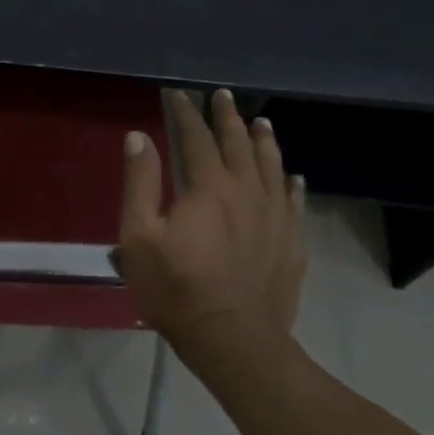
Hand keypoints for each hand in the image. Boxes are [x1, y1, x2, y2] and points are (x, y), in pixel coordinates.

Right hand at [116, 89, 305, 358]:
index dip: (186, 113)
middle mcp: (247, 191)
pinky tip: (293, 178)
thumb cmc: (176, 288)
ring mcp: (275, 217)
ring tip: (261, 122)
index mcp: (208, 187)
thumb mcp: (139, 237)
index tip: (178, 94)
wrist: (233, 339)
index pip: (196, 138)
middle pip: (238, 144)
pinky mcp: (291, 243)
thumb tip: (139, 137)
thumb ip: (140, 183)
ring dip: (264, 141)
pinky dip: (291, 184)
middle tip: (223, 96)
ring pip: (272, 167)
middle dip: (228, 117)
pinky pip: (294, 202)